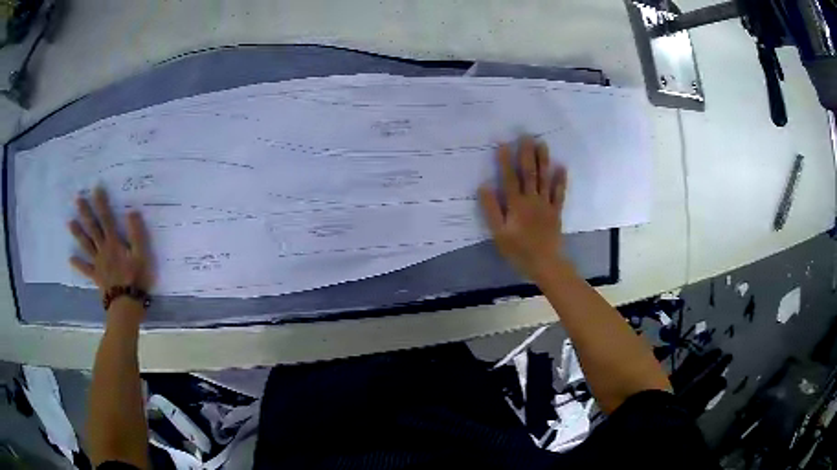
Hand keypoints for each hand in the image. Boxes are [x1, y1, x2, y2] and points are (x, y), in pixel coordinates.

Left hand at [68, 188, 153, 297]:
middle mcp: (103, 249)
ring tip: (69, 222)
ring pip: (86, 245)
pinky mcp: (97, 277)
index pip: (107, 219)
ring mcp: (98, 263)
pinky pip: (86, 269)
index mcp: (114, 243)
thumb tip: (131, 212)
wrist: (126, 304)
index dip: (101, 203)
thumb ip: (137, 234)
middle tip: (77, 199)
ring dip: (78, 234)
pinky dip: (78, 264)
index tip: (96, 188)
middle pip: (93, 229)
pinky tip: (70, 259)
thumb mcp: (142, 255)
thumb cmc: (136, 279)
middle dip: (85, 213)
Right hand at [479, 137, 567, 279]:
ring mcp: (546, 205)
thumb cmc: (518, 250)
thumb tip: (484, 187)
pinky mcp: (556, 212)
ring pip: (544, 179)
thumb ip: (492, 210)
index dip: (505, 161)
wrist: (544, 263)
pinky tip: (561, 168)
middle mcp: (532, 200)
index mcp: (516, 205)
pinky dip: (560, 181)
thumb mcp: (499, 233)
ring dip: (543, 161)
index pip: (509, 178)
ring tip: (542, 144)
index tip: (503, 144)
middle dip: (527, 154)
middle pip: (529, 174)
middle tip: (526, 136)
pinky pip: (559, 194)